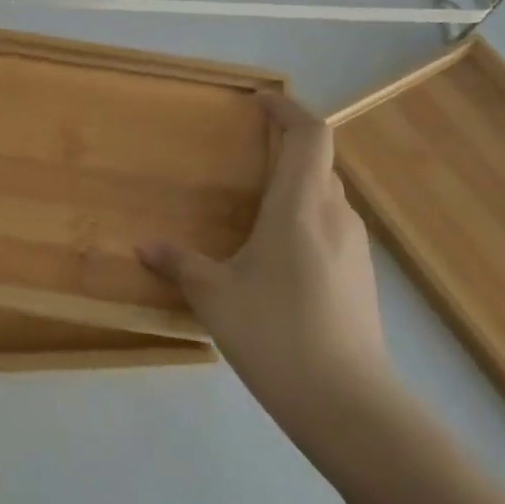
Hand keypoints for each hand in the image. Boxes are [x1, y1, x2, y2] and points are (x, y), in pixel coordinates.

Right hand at [139, 91, 392, 450]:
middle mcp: (335, 215)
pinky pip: (330, 227)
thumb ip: (179, 264)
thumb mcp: (214, 296)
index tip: (260, 100)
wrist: (347, 403)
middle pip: (318, 162)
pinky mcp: (360, 277)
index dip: (288, 109)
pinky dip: (304, 218)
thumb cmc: (275, 333)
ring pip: (326, 196)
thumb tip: (144, 247)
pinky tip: (277, 254)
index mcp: (300, 206)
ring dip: (295, 185)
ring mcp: (354, 247)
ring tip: (255, 203)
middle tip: (247, 151)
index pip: (309, 134)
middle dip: (285, 147)